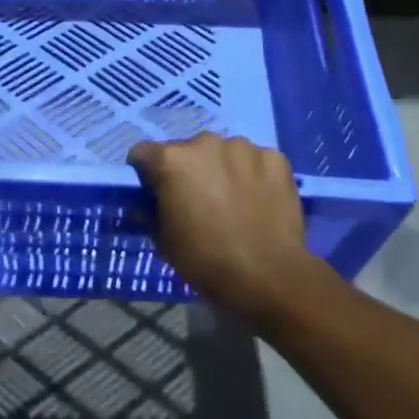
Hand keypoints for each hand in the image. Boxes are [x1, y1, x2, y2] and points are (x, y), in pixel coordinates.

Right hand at [128, 132, 312, 316]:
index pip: (143, 154)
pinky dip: (253, 175)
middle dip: (189, 171)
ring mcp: (243, 147)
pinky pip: (255, 161)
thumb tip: (146, 204)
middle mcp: (205, 142)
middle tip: (199, 201)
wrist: (270, 276)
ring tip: (234, 201)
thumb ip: (150, 213)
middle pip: (187, 151)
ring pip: (224, 153)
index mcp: (172, 160)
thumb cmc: (207, 260)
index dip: (146, 174)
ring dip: (222, 169)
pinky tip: (259, 201)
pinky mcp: (275, 158)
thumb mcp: (164, 242)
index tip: (156, 194)